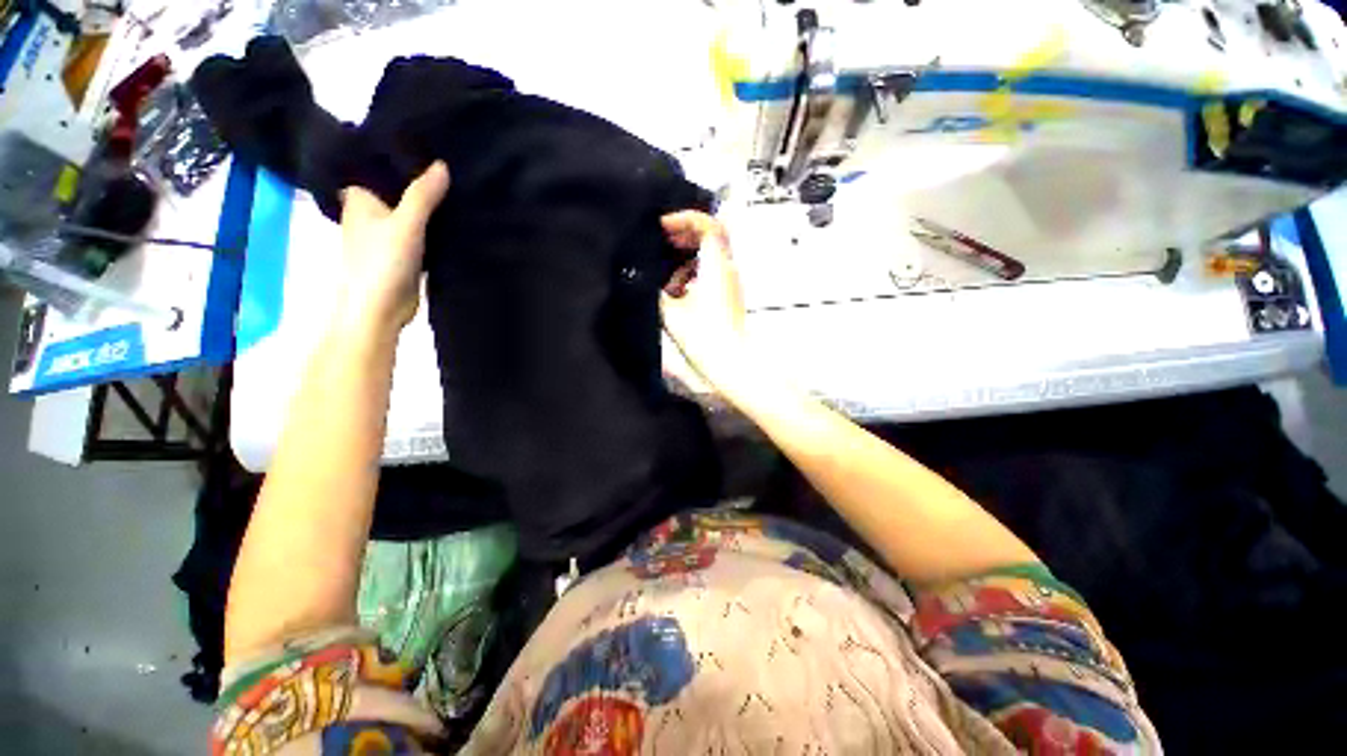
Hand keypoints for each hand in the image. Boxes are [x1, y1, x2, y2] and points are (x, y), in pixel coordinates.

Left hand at [337, 161, 450, 335]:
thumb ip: (423, 195)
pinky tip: (454, 219)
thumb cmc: (382, 261)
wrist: (380, 308)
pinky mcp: (405, 254)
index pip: (377, 168)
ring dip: (429, 206)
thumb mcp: (406, 223)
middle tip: (450, 162)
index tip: (424, 143)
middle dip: (419, 181)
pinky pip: (422, 233)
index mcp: (360, 199)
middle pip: (398, 191)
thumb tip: (443, 164)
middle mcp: (370, 213)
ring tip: (458, 186)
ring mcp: (388, 235)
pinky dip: (434, 227)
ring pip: (412, 213)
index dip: (397, 157)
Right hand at [659, 210, 752, 396]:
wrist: (731, 364)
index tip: (663, 226)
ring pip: (709, 257)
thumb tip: (644, 277)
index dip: (684, 218)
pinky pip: (710, 275)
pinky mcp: (729, 298)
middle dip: (684, 235)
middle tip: (662, 241)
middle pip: (710, 237)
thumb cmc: (704, 337)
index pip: (708, 224)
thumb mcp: (671, 311)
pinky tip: (676, 292)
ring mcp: (730, 284)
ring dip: (686, 258)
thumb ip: (656, 289)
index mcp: (717, 266)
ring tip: (665, 272)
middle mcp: (728, 270)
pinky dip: (692, 275)